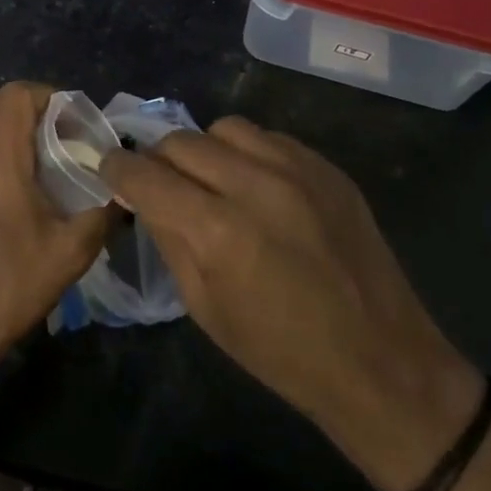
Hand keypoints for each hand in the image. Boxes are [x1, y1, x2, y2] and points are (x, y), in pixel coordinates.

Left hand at [0, 82, 117, 383]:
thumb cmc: (11, 287)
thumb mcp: (71, 253)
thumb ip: (103, 213)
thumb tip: (124, 192)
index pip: (15, 97)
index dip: (48, 96)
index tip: (74, 121)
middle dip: (33, 106)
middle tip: (63, 134)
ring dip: (11, 124)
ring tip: (42, 153)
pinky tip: (17, 179)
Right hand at [100, 118, 483, 490]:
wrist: (381, 361)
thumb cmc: (281, 352)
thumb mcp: (204, 307)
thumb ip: (169, 239)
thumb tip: (144, 197)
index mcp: (217, 230)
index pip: (145, 174)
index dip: (118, 169)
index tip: (110, 170)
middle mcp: (254, 184)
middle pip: (180, 141)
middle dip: (158, 159)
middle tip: (161, 183)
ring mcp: (297, 169)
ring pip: (224, 128)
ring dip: (205, 150)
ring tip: (213, 180)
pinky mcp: (327, 167)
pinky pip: (268, 138)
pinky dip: (248, 154)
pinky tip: (257, 186)